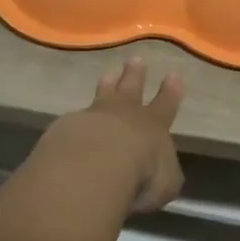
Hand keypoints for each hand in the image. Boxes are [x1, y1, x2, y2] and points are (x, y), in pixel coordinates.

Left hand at [52, 56, 185, 212]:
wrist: (94, 167)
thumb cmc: (141, 175)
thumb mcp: (165, 182)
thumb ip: (165, 175)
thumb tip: (163, 174)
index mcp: (153, 125)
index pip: (166, 104)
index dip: (171, 91)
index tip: (173, 73)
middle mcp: (124, 115)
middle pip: (131, 88)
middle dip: (135, 74)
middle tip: (136, 59)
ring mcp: (94, 117)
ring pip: (103, 95)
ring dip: (107, 85)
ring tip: (107, 74)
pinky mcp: (65, 128)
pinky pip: (74, 120)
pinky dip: (76, 121)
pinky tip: (71, 124)